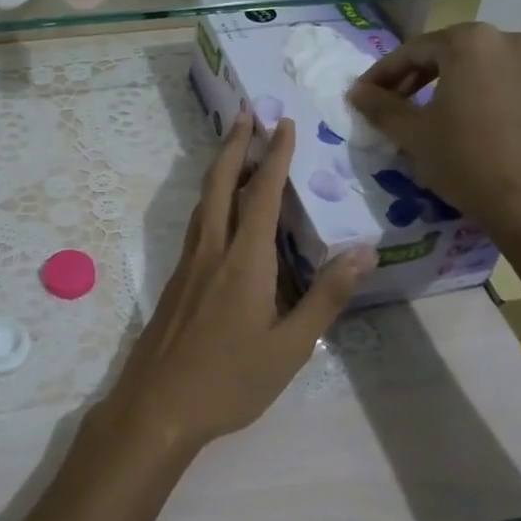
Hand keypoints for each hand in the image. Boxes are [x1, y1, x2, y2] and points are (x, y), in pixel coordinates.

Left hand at [101, 112, 373, 458]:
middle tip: (247, 113)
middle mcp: (212, 252)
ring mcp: (188, 266)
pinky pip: (197, 226)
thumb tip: (362, 250)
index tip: (284, 123)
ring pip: (203, 203)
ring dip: (219, 169)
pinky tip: (219, 213)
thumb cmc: (230, 381)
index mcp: (244, 262)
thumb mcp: (290, 347)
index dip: (275, 157)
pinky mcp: (176, 282)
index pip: (262, 195)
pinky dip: (210, 201)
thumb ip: (325, 297)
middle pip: (220, 185)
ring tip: (234, 150)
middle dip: (235, 146)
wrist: (157, 406)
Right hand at [347, 22, 520, 249]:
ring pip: (501, 74)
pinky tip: (500, 138)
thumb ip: (381, 106)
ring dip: (474, 90)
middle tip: (406, 105)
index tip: (368, 95)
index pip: (416, 50)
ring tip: (458, 121)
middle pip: (461, 55)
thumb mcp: (412, 135)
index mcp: (473, 43)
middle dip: (429, 77)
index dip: (386, 73)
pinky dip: (512, 110)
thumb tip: (357, 92)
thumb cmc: (465, 161)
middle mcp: (518, 43)